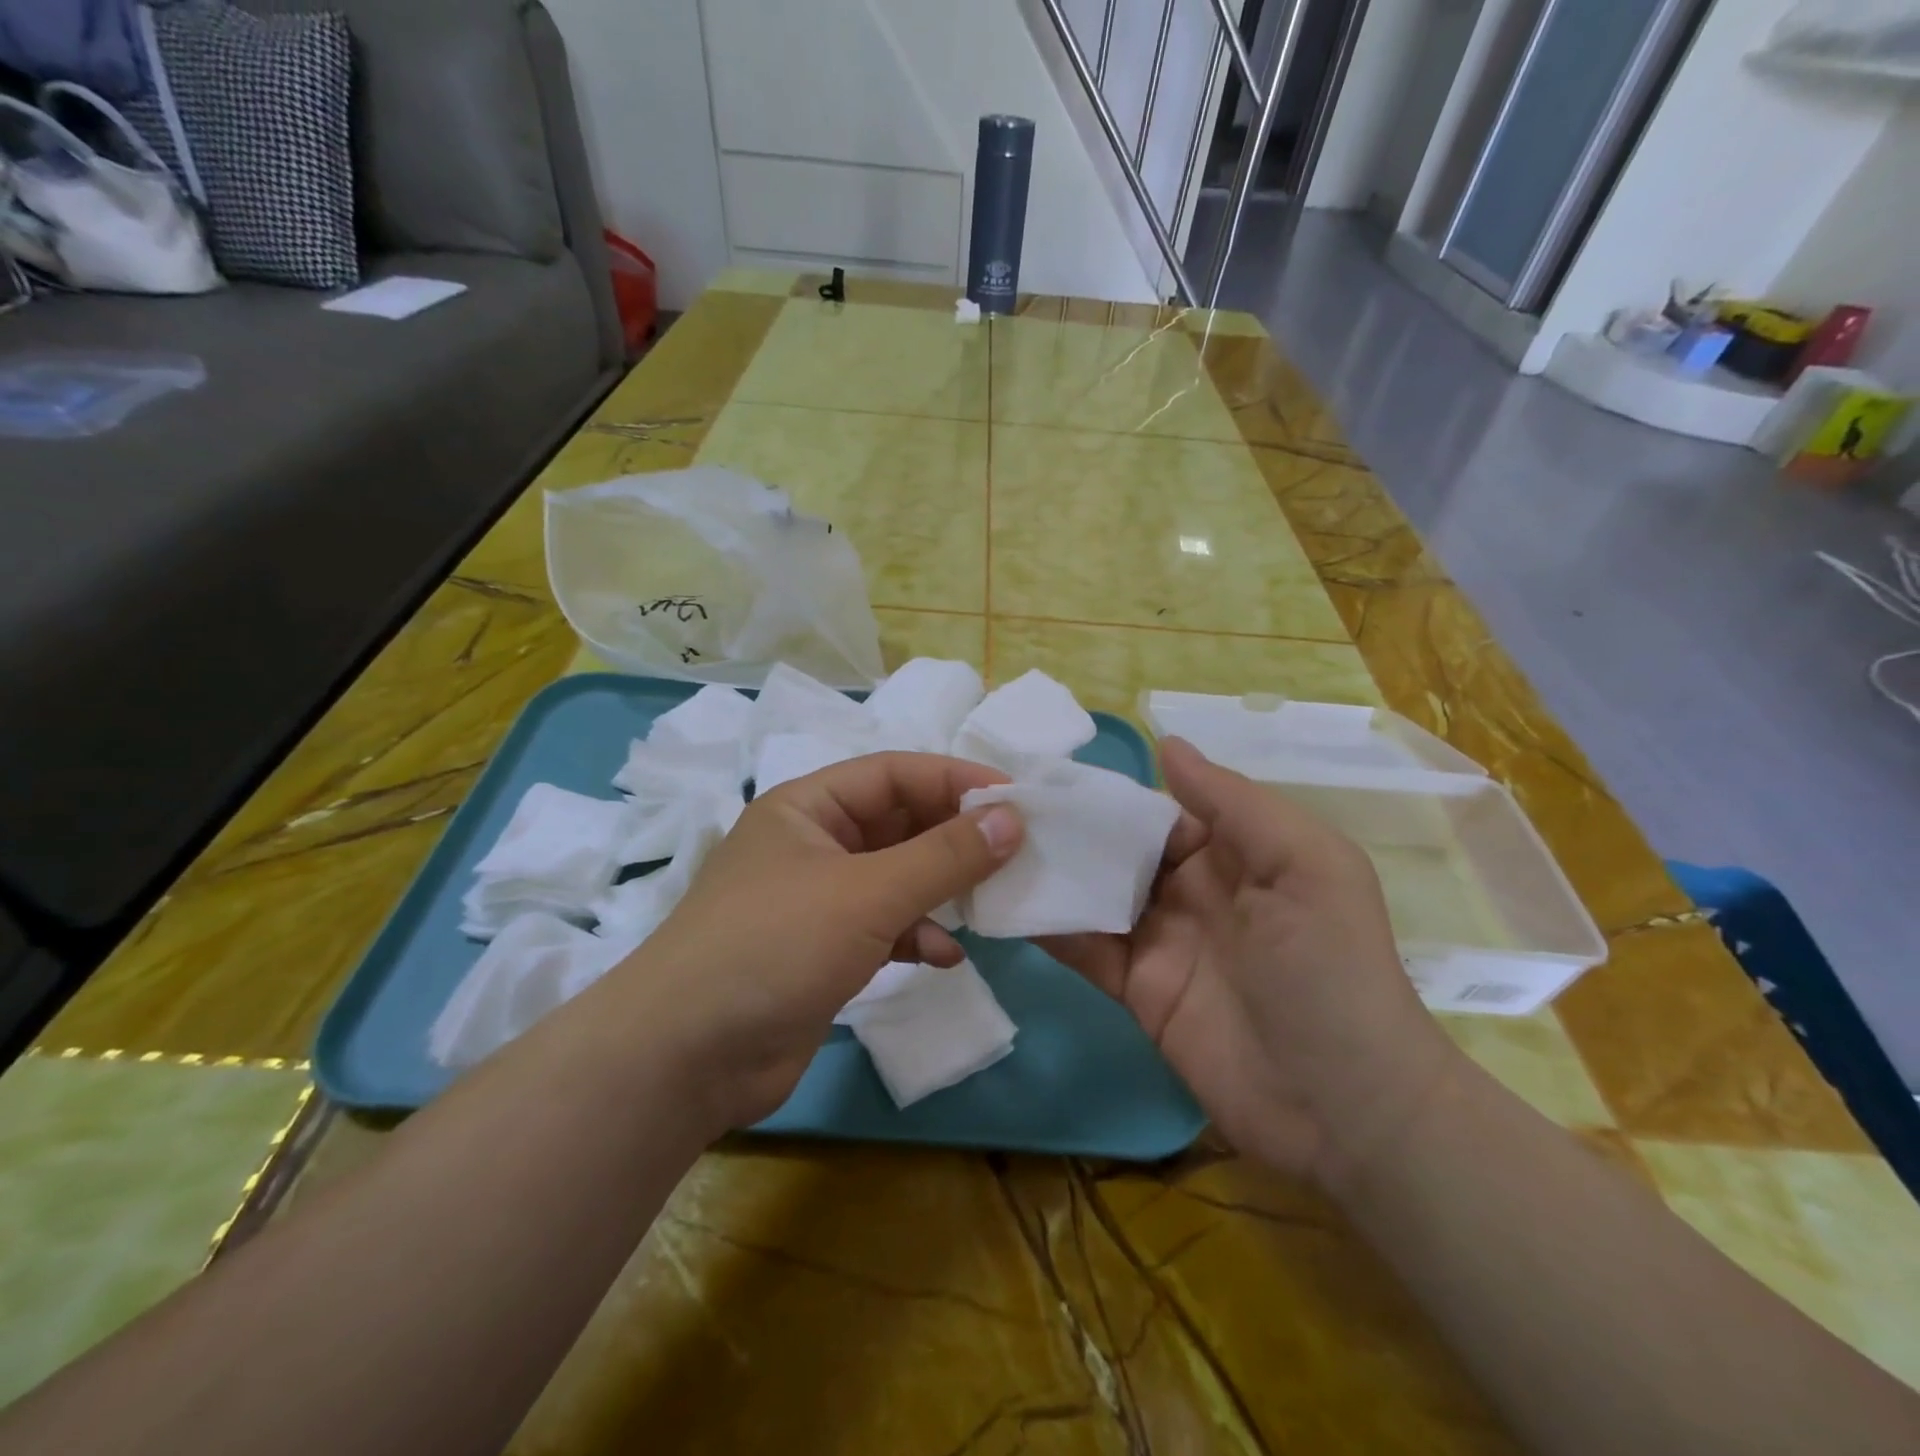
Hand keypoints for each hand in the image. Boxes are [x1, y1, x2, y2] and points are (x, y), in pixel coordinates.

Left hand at [609, 753, 1024, 1132]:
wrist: (685, 1059)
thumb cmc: (774, 947)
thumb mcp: (867, 893)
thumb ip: (944, 856)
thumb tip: (1012, 818)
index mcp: (808, 807)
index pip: (894, 773)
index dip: (955, 780)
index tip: (1016, 799)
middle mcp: (813, 844)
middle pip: (899, 824)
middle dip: (955, 838)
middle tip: (1016, 851)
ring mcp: (818, 900)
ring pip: (897, 877)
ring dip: (941, 889)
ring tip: (990, 903)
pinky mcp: (824, 951)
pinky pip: (886, 927)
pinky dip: (918, 936)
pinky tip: (946, 957)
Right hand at [1040, 738, 1459, 1188]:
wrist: (1343, 1107)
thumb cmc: (1329, 967)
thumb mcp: (1305, 865)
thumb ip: (1234, 803)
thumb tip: (1166, 744)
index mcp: (1235, 852)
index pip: (1162, 809)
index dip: (1114, 792)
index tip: (1052, 773)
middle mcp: (1193, 889)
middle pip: (1120, 848)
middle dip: (1070, 828)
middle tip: (1002, 806)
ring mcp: (1161, 940)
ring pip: (1095, 893)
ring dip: (1050, 873)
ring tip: (990, 845)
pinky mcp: (1136, 987)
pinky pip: (1085, 948)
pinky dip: (1048, 927)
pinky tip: (1002, 904)